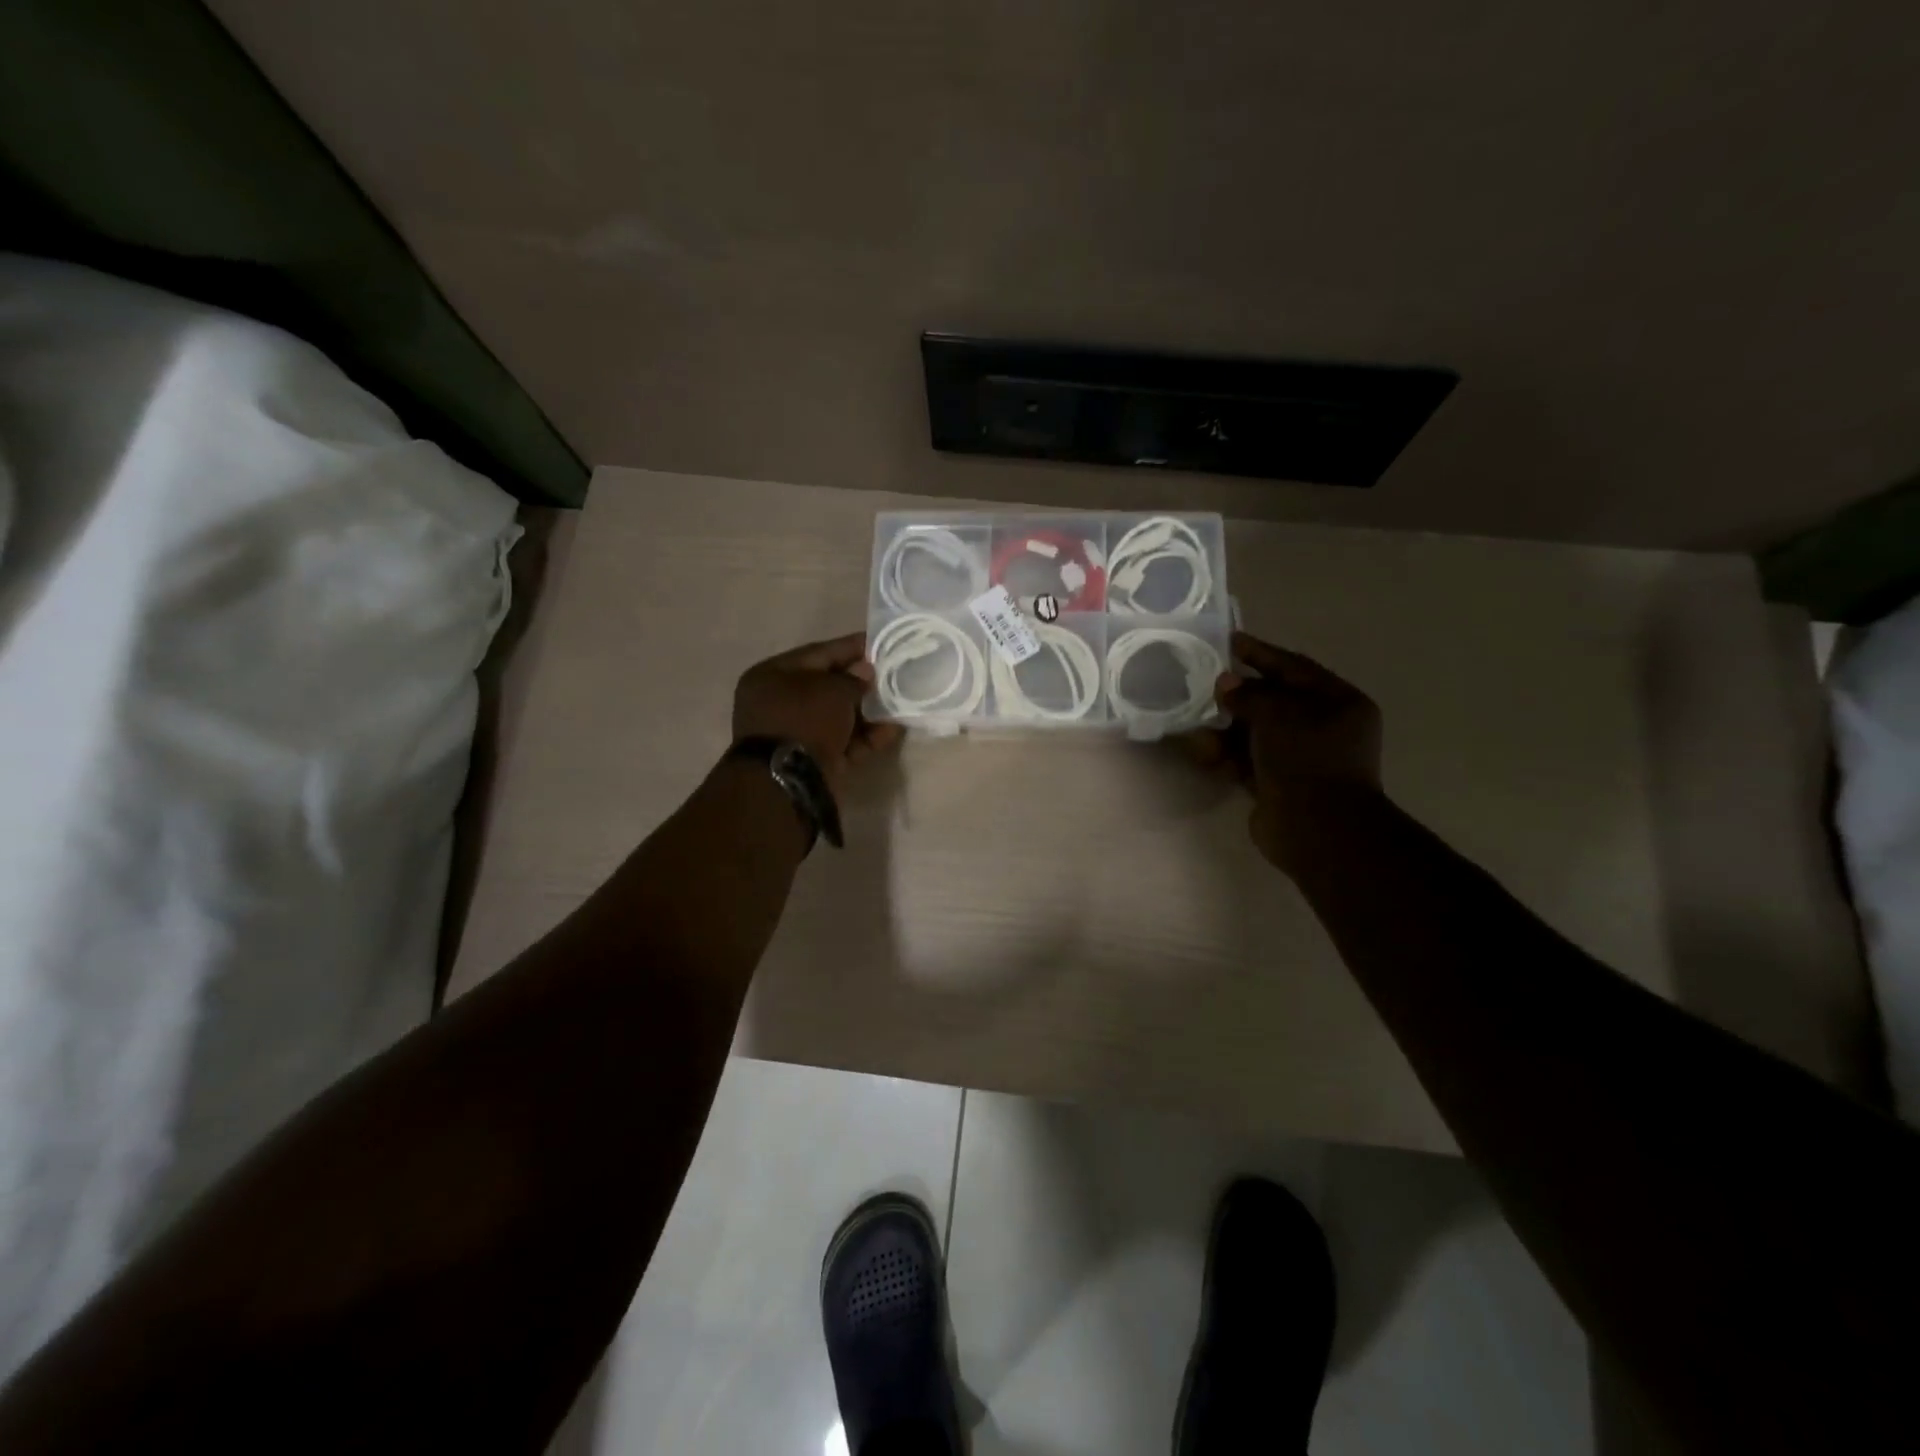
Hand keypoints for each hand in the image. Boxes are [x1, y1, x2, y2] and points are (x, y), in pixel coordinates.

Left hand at [732, 632, 902, 791]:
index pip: (819, 653)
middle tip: (895, 674)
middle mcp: (779, 702)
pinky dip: (865, 737)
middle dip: (862, 682)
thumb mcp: (832, 690)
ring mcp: (795, 734)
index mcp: (772, 676)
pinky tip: (893, 731)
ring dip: (868, 712)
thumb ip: (853, 678)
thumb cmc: (804, 720)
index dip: (851, 647)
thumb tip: (865, 672)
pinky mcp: (812, 760)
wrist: (787, 780)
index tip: (880, 642)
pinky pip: (842, 742)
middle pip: (829, 686)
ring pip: (838, 717)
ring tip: (901, 704)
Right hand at [1186, 631, 1383, 873]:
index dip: (1261, 653)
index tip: (1229, 640)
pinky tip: (1202, 751)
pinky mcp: (1278, 783)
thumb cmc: (1307, 759)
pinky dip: (1225, 755)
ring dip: (1225, 727)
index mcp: (1338, 702)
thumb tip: (1226, 683)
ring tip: (1196, 722)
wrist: (1316, 829)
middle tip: (1202, 682)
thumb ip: (1249, 694)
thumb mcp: (1279, 713)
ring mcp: (1300, 758)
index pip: (1294, 668)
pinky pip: (1246, 760)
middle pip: (1273, 700)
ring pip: (1255, 732)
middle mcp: (1323, 727)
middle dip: (1237, 693)